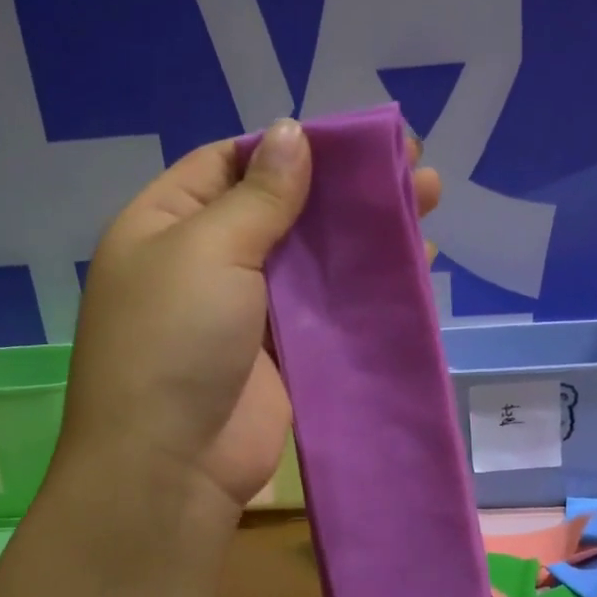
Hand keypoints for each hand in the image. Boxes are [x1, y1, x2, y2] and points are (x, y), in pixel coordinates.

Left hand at [59, 120, 441, 515]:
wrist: (173, 463)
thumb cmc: (175, 339)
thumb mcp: (208, 249)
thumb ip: (259, 196)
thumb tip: (292, 134)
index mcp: (168, 224)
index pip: (231, 164)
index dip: (290, 148)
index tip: (353, 140)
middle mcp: (208, 263)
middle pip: (283, 210)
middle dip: (343, 189)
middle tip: (412, 164)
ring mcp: (249, 312)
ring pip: (313, 260)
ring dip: (365, 234)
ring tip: (428, 202)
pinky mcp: (285, 355)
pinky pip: (329, 310)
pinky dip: (367, 288)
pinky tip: (414, 264)